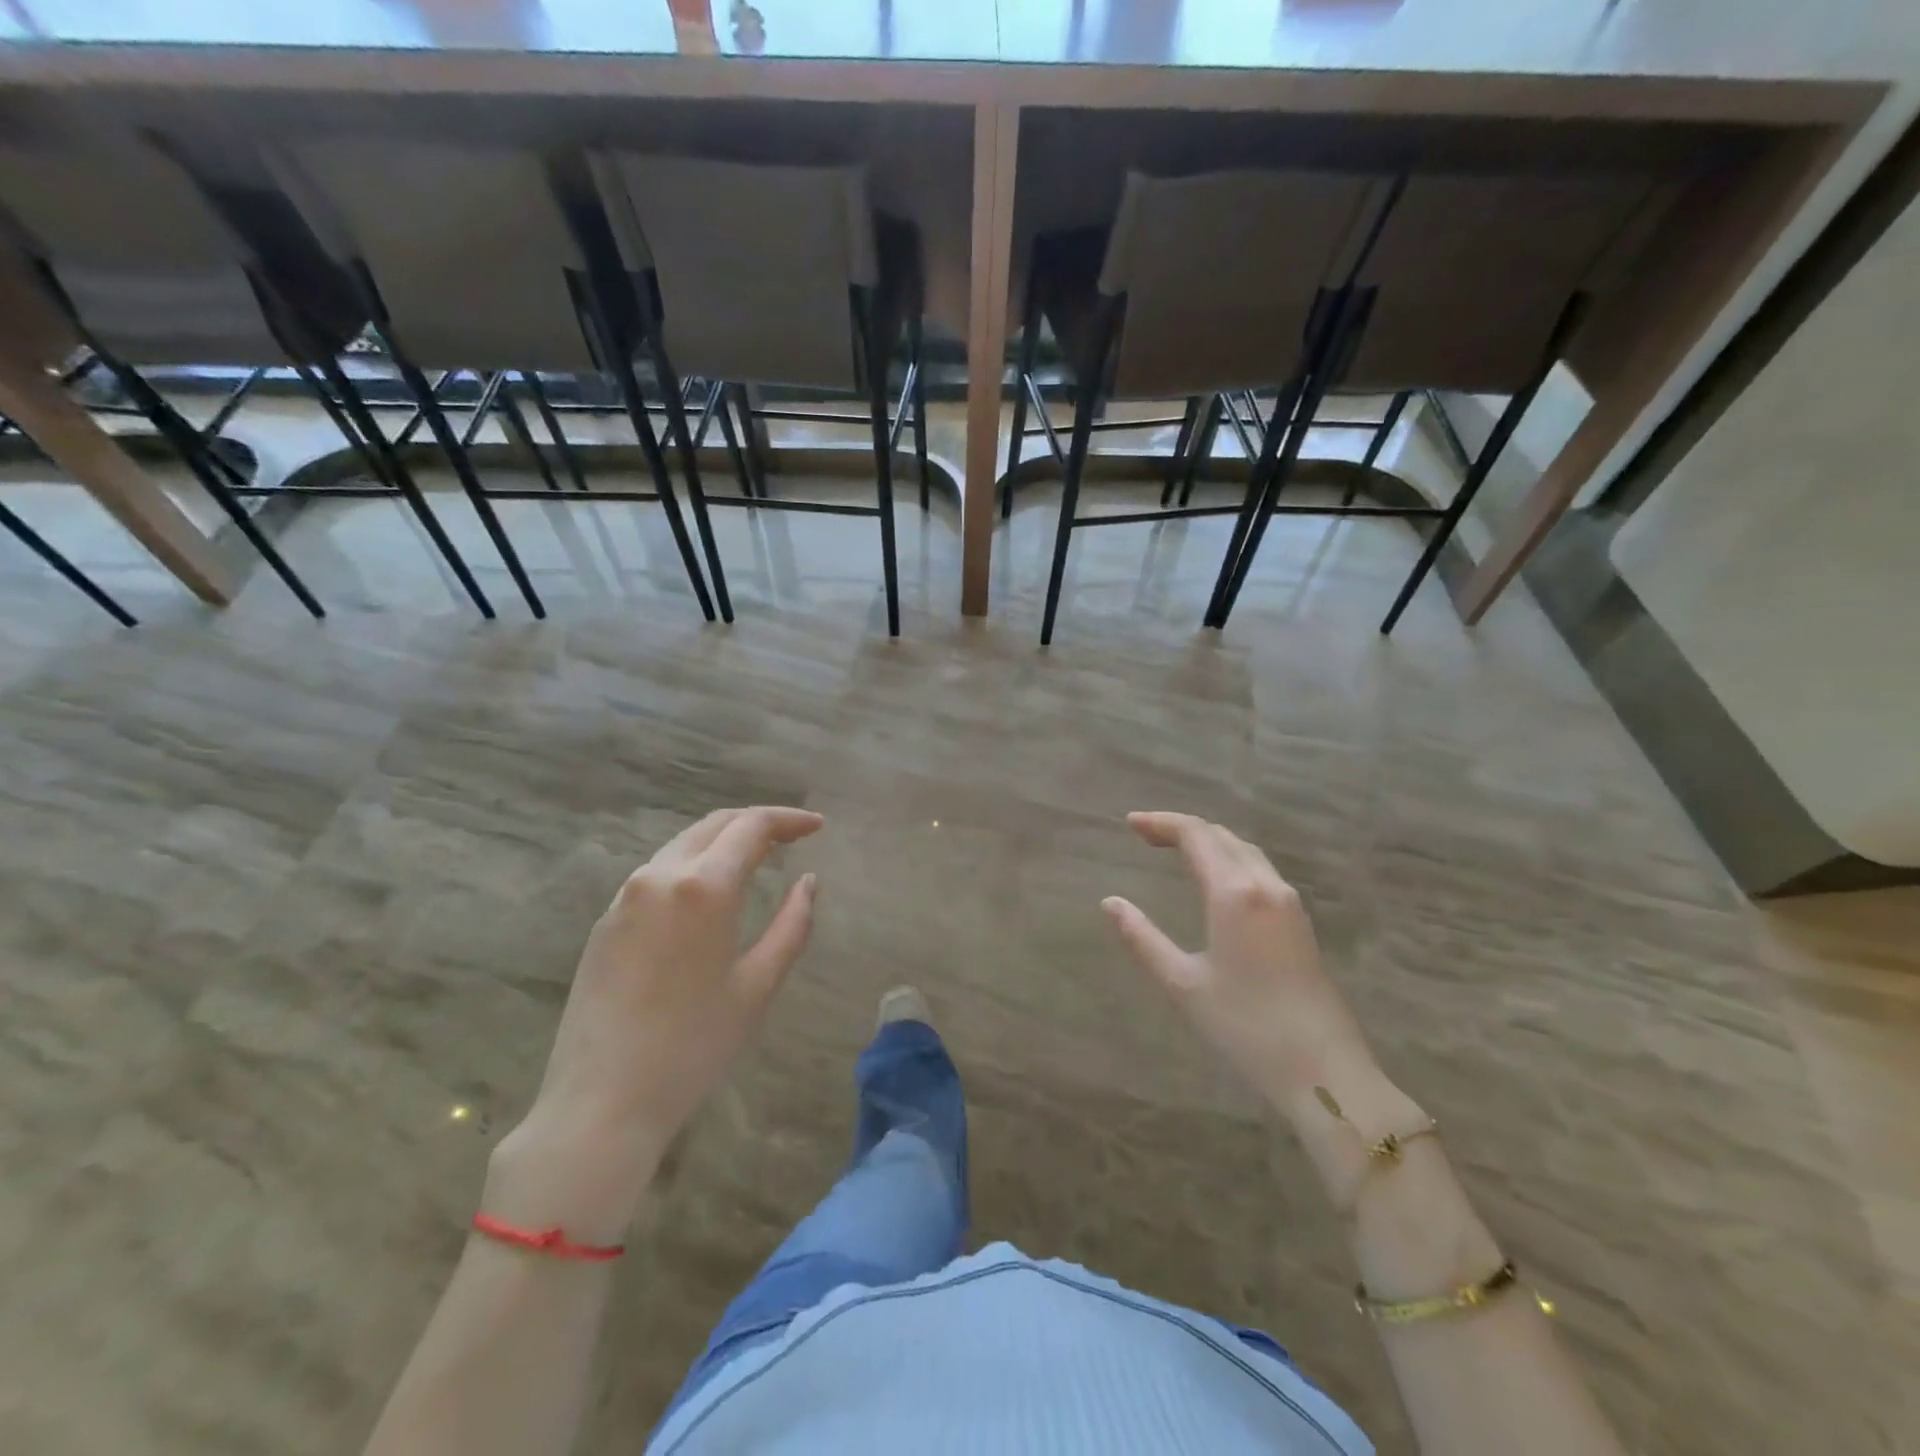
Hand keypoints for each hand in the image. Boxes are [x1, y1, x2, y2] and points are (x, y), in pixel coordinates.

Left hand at [486, 807, 822, 1240]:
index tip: (817, 826)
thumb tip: (808, 882)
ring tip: (758, 858)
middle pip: (714, 825)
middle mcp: (659, 876)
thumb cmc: (693, 1047)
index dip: (789, 820)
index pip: (752, 827)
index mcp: (702, 888)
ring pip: (683, 845)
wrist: (600, 1104)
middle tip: (793, 835)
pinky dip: (694, 865)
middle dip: (757, 822)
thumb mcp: (757, 987)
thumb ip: (791, 926)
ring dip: (724, 841)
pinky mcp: (606, 921)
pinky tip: (710, 891)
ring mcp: (625, 897)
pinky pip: (659, 873)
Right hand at [1102, 812, 1377, 1109]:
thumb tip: (1110, 903)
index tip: (1130, 824)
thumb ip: (1142, 938)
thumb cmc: (1246, 1027)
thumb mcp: (1183, 984)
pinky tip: (1216, 880)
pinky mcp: (1300, 922)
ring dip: (1209, 841)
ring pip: (1244, 851)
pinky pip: (1260, 870)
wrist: (1325, 1071)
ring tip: (1175, 850)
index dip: (1161, 823)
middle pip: (1221, 836)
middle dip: (1182, 828)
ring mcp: (1289, 902)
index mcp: (1234, 893)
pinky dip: (1229, 859)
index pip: (1196, 835)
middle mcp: (1265, 885)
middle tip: (1145, 835)